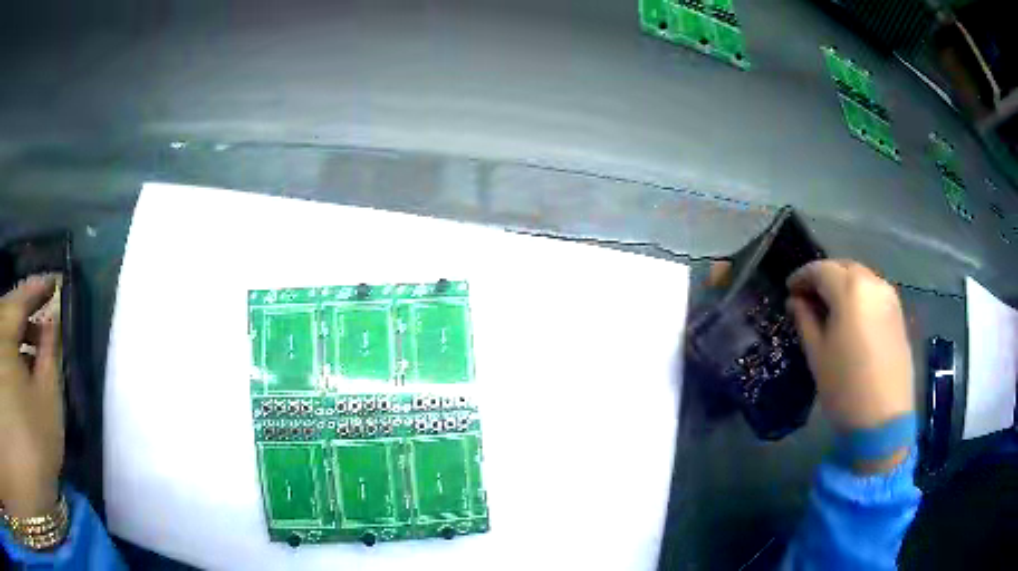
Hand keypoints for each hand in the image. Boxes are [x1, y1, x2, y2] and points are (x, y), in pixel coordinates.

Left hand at [0, 275, 62, 517]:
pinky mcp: (1, 372)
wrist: (33, 482)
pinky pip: (2, 349)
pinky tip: (18, 371)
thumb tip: (51, 320)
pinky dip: (9, 353)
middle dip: (26, 317)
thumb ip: (50, 354)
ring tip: (31, 355)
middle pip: (9, 310)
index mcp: (5, 329)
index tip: (53, 282)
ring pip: (4, 330)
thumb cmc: (35, 445)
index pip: (22, 297)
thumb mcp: (48, 402)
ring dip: (17, 337)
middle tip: (43, 329)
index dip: (39, 289)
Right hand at [786, 261, 913, 432]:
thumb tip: (796, 301)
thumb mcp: (817, 354)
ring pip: (861, 278)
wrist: (884, 418)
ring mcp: (889, 297)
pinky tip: (851, 318)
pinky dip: (859, 296)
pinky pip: (874, 293)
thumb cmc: (844, 387)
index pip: (820, 269)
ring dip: (843, 285)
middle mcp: (873, 283)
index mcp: (850, 289)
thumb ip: (805, 320)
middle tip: (807, 298)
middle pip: (843, 268)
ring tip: (829, 308)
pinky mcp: (898, 314)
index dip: (801, 277)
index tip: (789, 290)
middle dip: (823, 277)